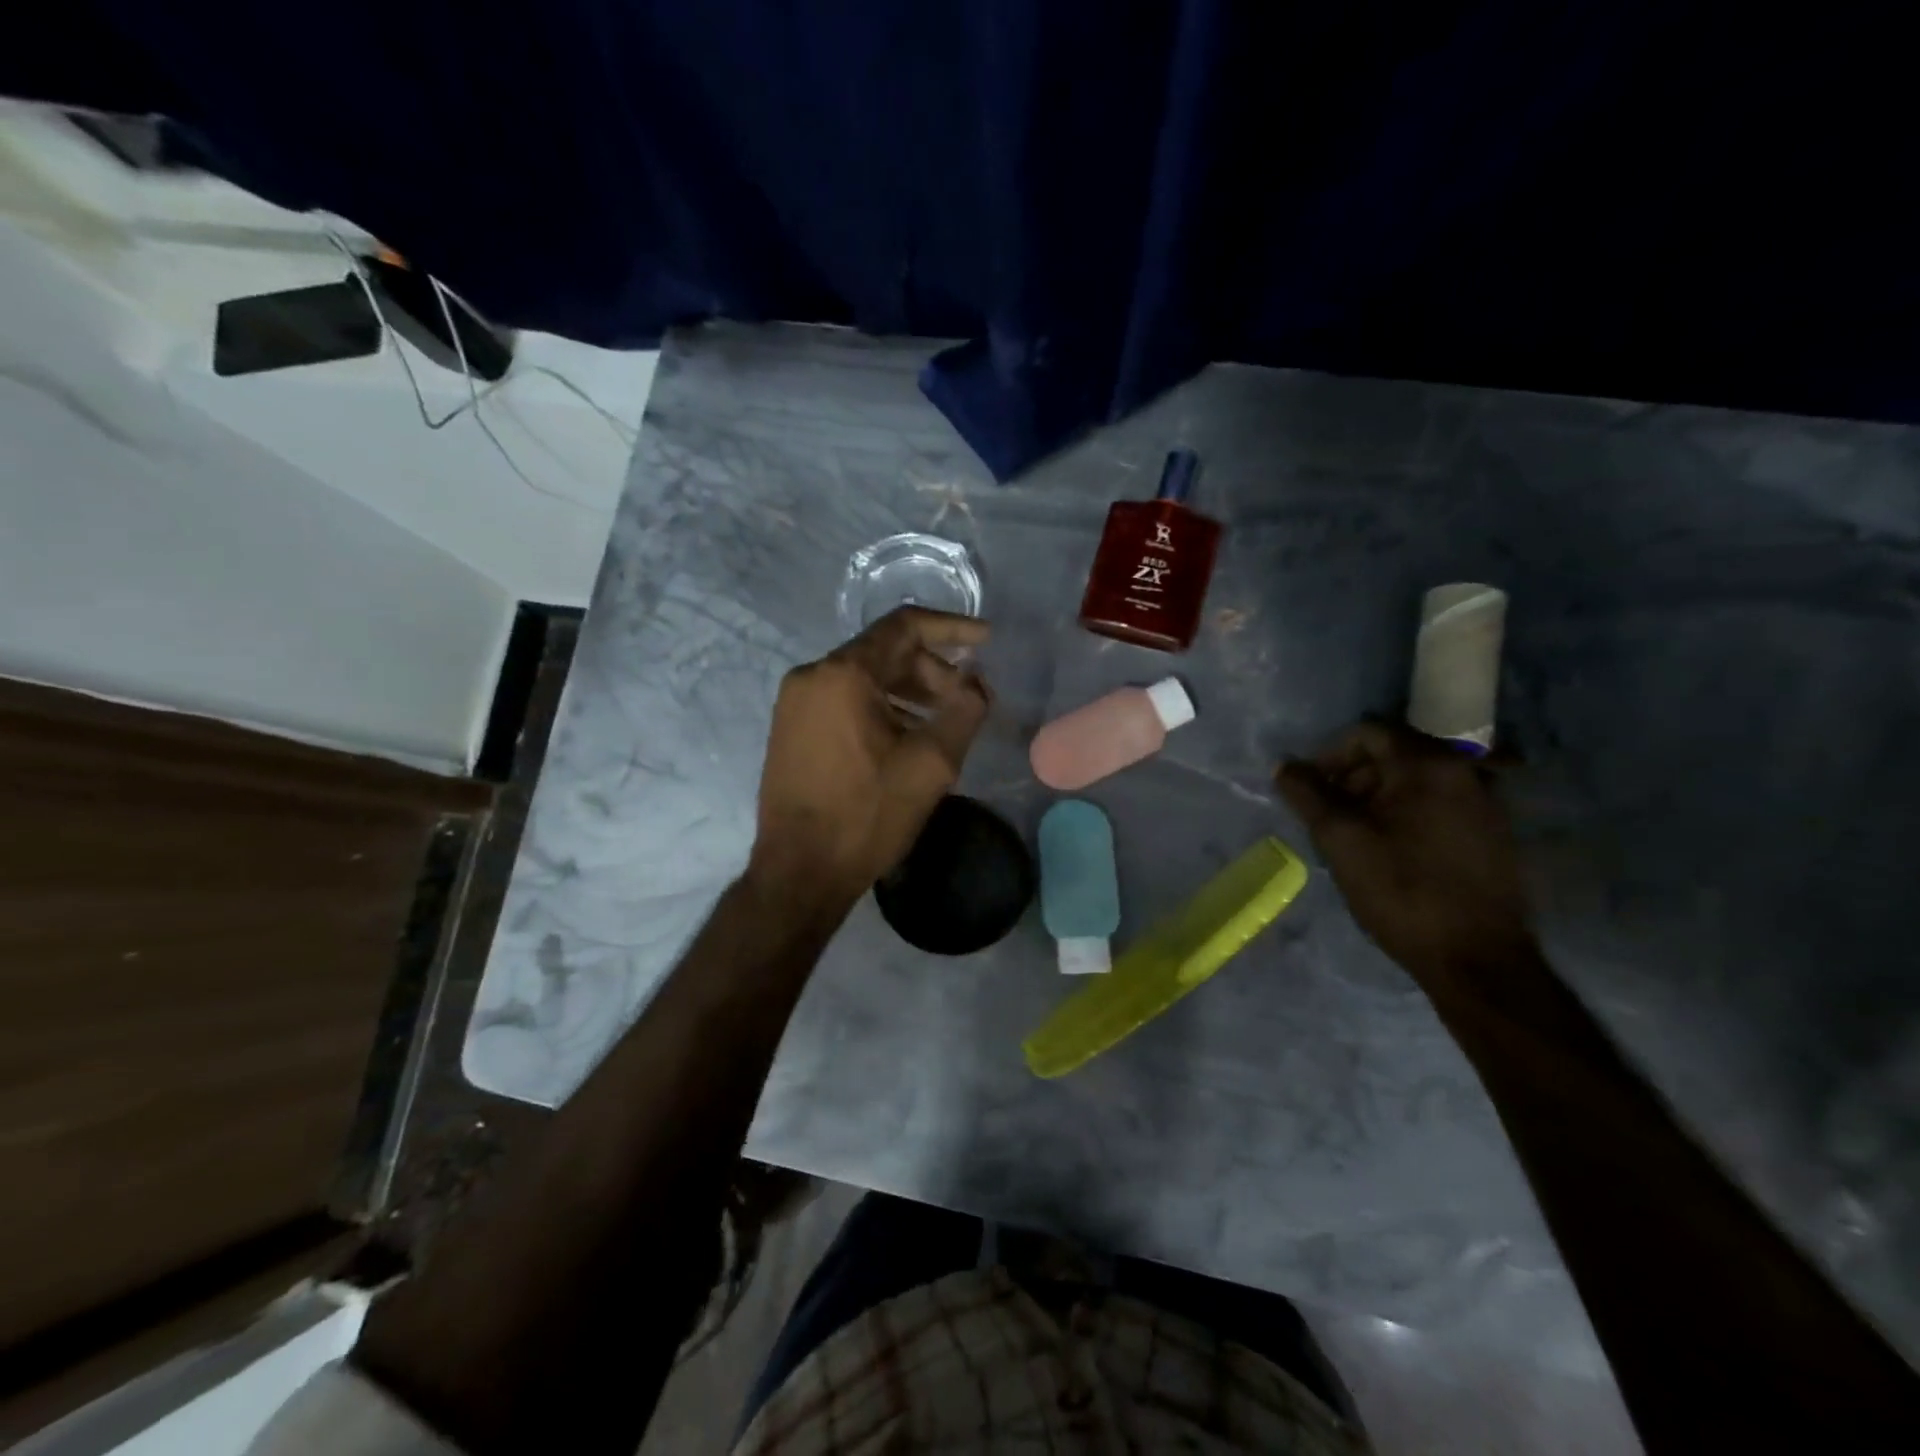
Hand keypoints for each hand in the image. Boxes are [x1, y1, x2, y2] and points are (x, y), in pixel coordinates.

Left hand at [750, 607, 991, 906]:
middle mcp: (811, 676)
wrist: (799, 872)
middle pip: (883, 651)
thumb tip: (977, 682)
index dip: (951, 627)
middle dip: (931, 668)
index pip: (904, 626)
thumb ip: (964, 710)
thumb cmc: (867, 815)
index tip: (986, 640)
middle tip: (965, 699)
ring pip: (863, 676)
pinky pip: (843, 699)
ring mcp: (794, 702)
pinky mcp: (790, 728)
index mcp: (843, 674)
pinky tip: (904, 735)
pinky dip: (880, 705)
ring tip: (941, 720)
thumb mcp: (931, 763)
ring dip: (908, 689)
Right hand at [1277, 720, 1538, 987]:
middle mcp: (1465, 772)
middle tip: (1327, 815)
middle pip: (1393, 754)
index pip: (1368, 733)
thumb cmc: (1401, 890)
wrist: (1476, 959)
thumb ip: (1307, 795)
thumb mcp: (1340, 839)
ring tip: (1354, 836)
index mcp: (1429, 765)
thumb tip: (1284, 766)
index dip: (1329, 756)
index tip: (1309, 790)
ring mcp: (1486, 802)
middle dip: (1352, 777)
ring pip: (1415, 781)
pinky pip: (1438, 804)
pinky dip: (1406, 813)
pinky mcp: (1493, 833)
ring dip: (1377, 797)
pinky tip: (1390, 850)